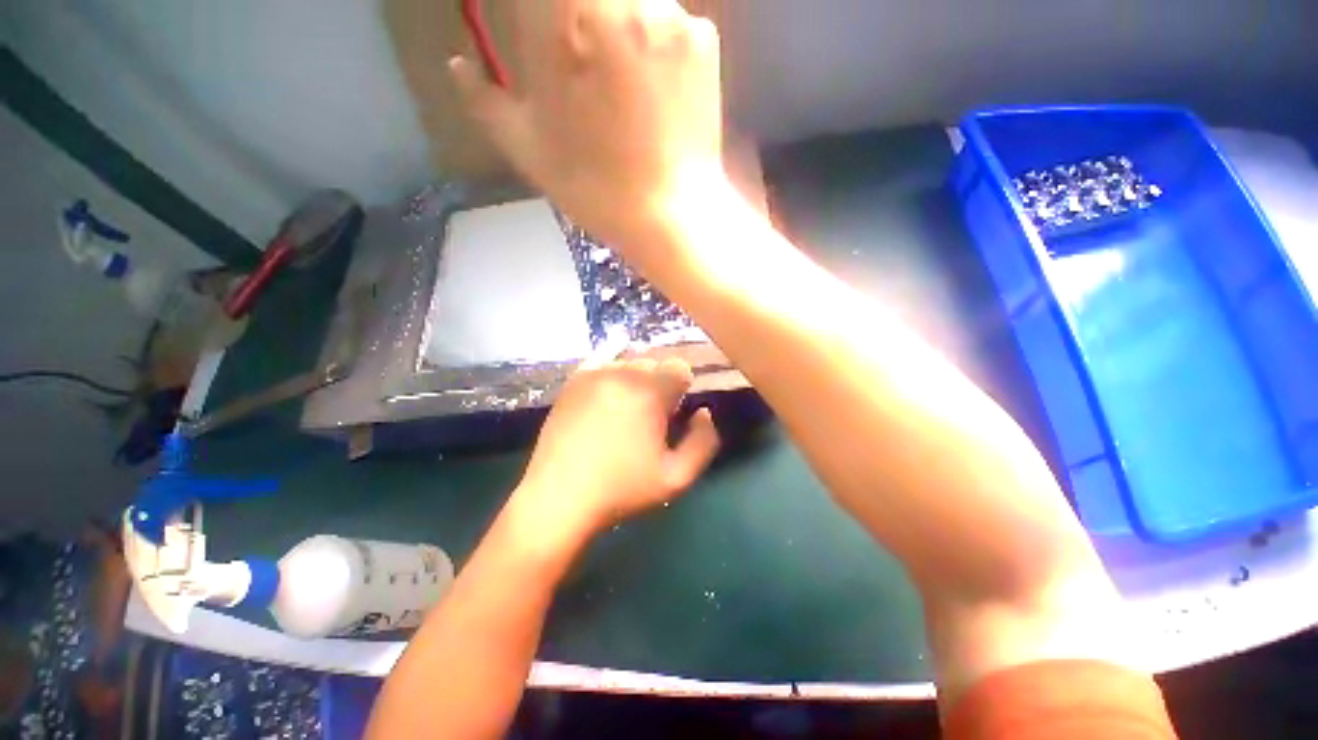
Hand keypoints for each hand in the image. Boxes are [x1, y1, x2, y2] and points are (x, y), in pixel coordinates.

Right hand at [450, 0, 725, 259]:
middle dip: (573, 18)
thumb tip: (459, 66)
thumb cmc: (596, 189)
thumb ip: (486, 99)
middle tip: (578, 67)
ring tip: (616, 83)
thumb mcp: (529, 150)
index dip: (542, 17)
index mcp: (563, 14)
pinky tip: (651, 90)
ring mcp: (670, 13)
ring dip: (613, 24)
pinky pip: (667, 20)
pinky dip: (652, 42)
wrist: (671, 218)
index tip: (543, 41)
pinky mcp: (705, 39)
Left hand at [512, 357, 720, 545]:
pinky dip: (611, 374)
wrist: (559, 498)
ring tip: (624, 412)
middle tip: (649, 417)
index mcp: (650, 393)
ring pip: (628, 363)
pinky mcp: (572, 381)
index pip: (679, 368)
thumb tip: (704, 412)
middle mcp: (622, 373)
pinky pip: (601, 363)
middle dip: (659, 385)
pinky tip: (607, 395)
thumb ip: (703, 441)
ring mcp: (593, 374)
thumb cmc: (622, 490)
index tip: (672, 413)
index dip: (682, 390)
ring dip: (634, 381)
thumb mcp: (677, 477)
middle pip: (654, 364)